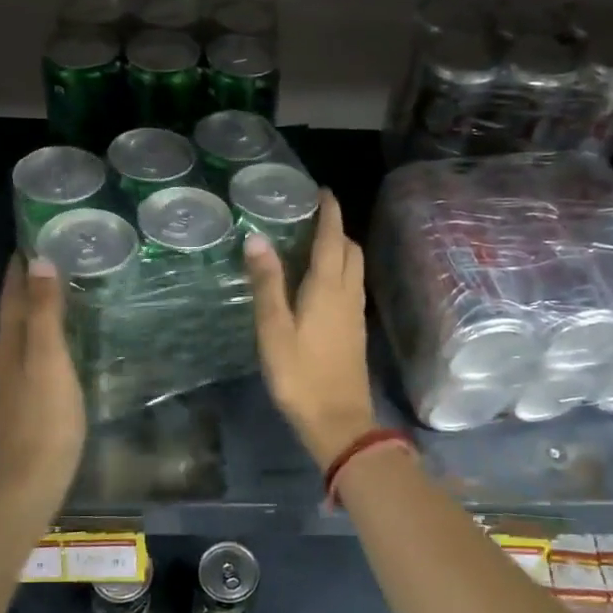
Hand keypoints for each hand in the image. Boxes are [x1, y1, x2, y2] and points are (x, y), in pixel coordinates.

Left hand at [0, 256, 85, 519]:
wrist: (32, 479)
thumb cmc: (45, 416)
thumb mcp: (49, 358)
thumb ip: (44, 312)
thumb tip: (38, 262)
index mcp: (10, 345)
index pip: (12, 298)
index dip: (18, 270)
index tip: (28, 240)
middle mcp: (6, 360)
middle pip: (13, 315)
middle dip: (25, 287)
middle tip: (46, 261)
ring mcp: (13, 385)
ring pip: (21, 337)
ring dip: (33, 313)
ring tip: (54, 296)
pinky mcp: (26, 405)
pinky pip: (32, 358)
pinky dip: (41, 340)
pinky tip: (55, 348)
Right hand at [243, 191, 378, 468]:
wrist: (338, 421)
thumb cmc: (300, 375)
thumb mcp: (274, 329)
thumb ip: (267, 283)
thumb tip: (257, 239)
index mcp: (327, 288)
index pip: (332, 238)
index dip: (329, 212)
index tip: (322, 191)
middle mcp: (347, 294)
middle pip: (350, 250)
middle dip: (336, 228)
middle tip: (311, 218)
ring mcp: (355, 314)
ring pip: (354, 268)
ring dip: (340, 249)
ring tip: (314, 244)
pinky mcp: (355, 331)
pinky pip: (351, 286)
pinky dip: (340, 271)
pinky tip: (321, 283)